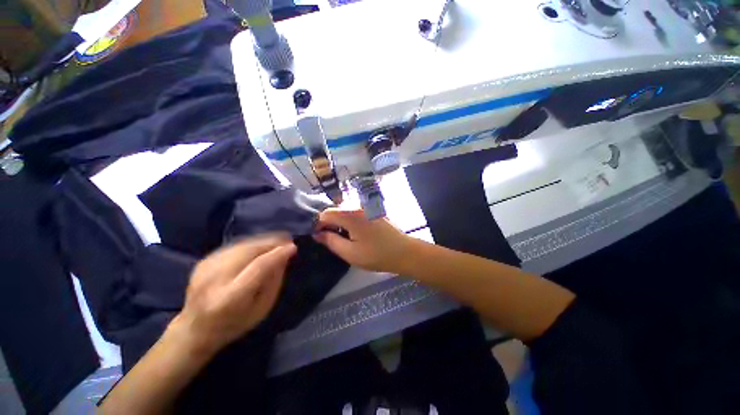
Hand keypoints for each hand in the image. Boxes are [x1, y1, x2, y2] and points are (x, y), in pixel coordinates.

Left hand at [174, 234, 296, 353]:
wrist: (195, 328)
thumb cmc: (234, 324)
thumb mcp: (262, 309)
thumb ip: (274, 281)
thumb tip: (284, 256)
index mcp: (230, 298)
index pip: (258, 267)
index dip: (277, 255)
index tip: (293, 247)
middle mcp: (214, 279)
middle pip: (248, 252)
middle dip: (271, 243)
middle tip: (288, 240)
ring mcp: (206, 268)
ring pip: (241, 245)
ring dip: (263, 240)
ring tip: (278, 239)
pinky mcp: (203, 261)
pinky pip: (234, 246)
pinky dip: (251, 243)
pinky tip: (261, 245)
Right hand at [313, 209, 416, 273]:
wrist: (404, 252)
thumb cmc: (376, 255)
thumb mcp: (350, 253)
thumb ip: (331, 241)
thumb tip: (318, 233)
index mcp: (351, 215)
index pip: (326, 213)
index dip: (318, 224)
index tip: (318, 237)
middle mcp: (358, 207)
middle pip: (336, 210)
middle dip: (328, 223)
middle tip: (329, 239)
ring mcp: (367, 208)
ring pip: (345, 211)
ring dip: (339, 222)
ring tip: (341, 237)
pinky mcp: (373, 211)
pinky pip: (355, 213)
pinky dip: (349, 221)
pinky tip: (353, 233)